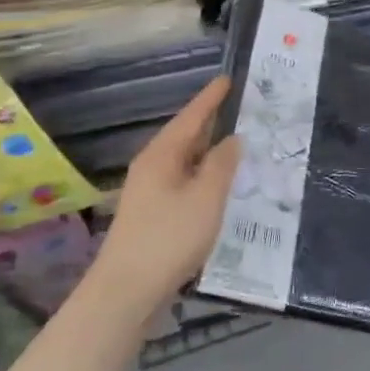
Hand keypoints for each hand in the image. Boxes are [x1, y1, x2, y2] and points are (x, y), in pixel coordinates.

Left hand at [96, 77, 241, 305]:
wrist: (126, 292)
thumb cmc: (169, 237)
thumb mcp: (206, 196)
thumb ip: (223, 164)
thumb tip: (233, 139)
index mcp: (162, 155)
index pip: (192, 116)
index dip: (211, 98)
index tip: (229, 79)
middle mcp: (153, 167)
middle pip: (186, 136)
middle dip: (213, 121)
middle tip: (243, 108)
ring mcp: (150, 192)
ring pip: (186, 160)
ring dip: (210, 150)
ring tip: (240, 141)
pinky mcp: (154, 214)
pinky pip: (185, 181)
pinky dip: (205, 174)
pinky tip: (222, 183)